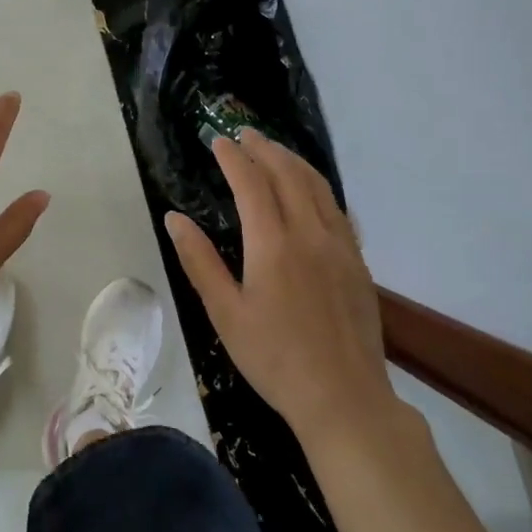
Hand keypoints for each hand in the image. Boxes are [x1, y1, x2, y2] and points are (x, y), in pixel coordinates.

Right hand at [165, 131, 393, 450]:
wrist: (344, 398)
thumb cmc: (274, 358)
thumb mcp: (225, 313)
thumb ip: (199, 261)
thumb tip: (174, 218)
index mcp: (272, 244)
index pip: (251, 182)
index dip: (233, 157)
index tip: (218, 141)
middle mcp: (309, 233)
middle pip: (287, 174)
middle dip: (263, 148)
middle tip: (243, 133)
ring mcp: (340, 245)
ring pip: (317, 186)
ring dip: (292, 161)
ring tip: (273, 150)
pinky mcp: (357, 261)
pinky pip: (337, 207)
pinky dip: (318, 185)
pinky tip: (311, 190)